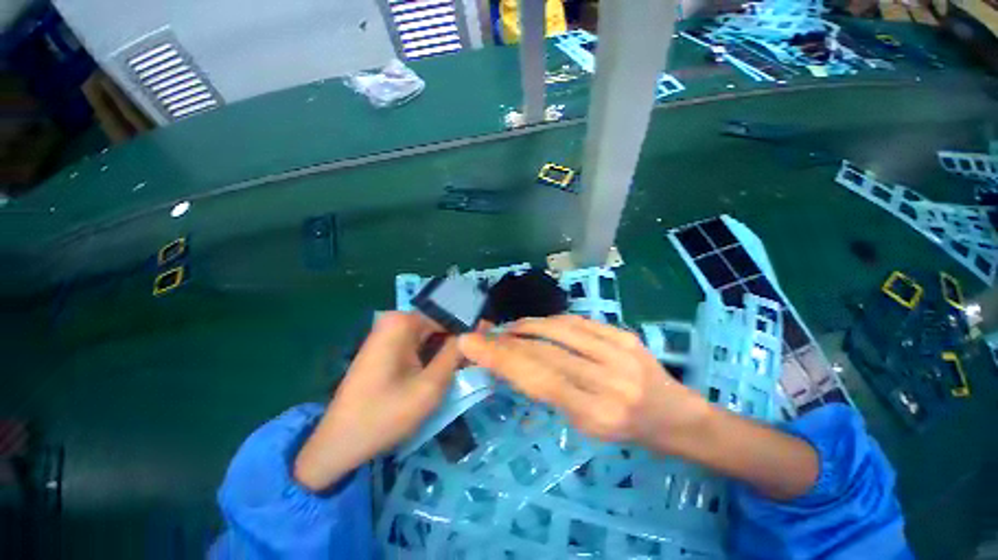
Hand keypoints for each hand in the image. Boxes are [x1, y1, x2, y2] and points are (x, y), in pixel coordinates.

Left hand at [294, 312, 462, 490]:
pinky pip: (419, 344)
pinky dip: (435, 355)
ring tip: (467, 365)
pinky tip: (446, 369)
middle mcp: (394, 321)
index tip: (490, 338)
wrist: (338, 444)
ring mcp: (388, 334)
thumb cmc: (385, 415)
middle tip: (479, 358)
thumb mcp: (430, 386)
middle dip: (459, 339)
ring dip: (448, 349)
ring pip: (431, 335)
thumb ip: (455, 354)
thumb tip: (477, 329)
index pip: (449, 314)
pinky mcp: (387, 347)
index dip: (471, 327)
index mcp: (402, 322)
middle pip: (439, 323)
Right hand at [460, 315, 819, 499]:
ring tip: (508, 329)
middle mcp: (607, 380)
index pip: (535, 378)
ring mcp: (619, 352)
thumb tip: (515, 367)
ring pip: (558, 330)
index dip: (499, 359)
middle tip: (480, 335)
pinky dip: (551, 321)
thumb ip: (551, 393)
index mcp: (595, 414)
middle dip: (505, 341)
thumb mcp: (587, 427)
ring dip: (526, 327)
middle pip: (543, 352)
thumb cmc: (630, 432)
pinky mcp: (624, 334)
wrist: (677, 416)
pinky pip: (578, 321)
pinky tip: (537, 324)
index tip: (471, 345)